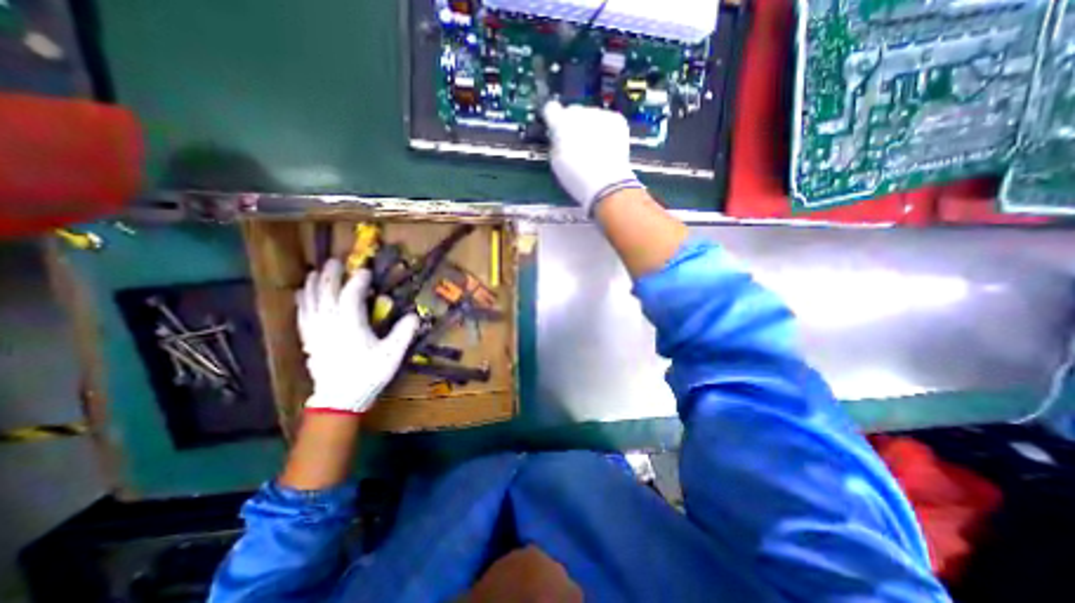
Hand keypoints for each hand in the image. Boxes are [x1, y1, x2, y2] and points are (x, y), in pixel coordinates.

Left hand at [299, 259, 422, 414]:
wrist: (339, 398)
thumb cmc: (368, 374)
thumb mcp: (392, 354)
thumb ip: (404, 333)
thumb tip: (414, 315)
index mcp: (350, 323)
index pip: (351, 294)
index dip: (358, 279)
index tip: (366, 270)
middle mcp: (329, 322)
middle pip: (326, 292)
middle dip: (331, 275)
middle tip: (335, 261)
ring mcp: (316, 330)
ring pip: (310, 301)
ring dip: (313, 284)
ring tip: (315, 271)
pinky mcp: (309, 339)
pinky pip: (302, 314)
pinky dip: (302, 301)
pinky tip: (301, 294)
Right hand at [542, 101, 641, 215]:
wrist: (606, 183)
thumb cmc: (576, 177)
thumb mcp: (556, 162)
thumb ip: (555, 143)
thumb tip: (557, 137)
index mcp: (561, 123)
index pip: (550, 108)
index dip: (552, 118)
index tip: (554, 126)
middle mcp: (580, 112)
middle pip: (573, 111)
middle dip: (572, 124)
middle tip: (576, 144)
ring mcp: (600, 114)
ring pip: (591, 115)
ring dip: (590, 127)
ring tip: (594, 148)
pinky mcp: (617, 120)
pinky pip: (607, 120)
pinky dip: (606, 130)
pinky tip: (606, 147)